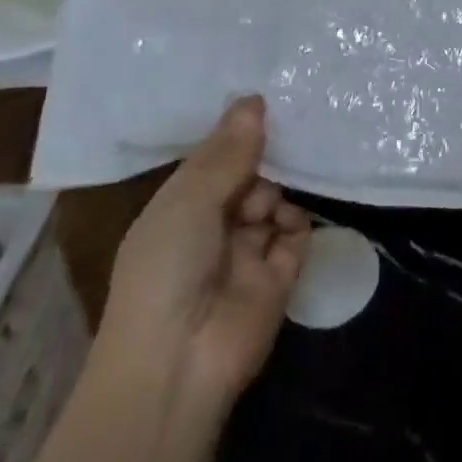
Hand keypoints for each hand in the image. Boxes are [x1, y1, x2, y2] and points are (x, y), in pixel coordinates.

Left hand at [95, 95, 310, 406]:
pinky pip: (296, 234)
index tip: (265, 97)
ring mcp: (247, 253)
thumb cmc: (165, 268)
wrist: (177, 364)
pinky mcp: (279, 277)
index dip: (235, 133)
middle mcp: (214, 226)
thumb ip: (228, 151)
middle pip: (248, 177)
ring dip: (278, 189)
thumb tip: (255, 98)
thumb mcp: (188, 198)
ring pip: (274, 201)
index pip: (214, 160)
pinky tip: (287, 219)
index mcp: (180, 207)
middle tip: (288, 127)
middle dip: (264, 156)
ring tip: (269, 198)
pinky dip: (296, 221)